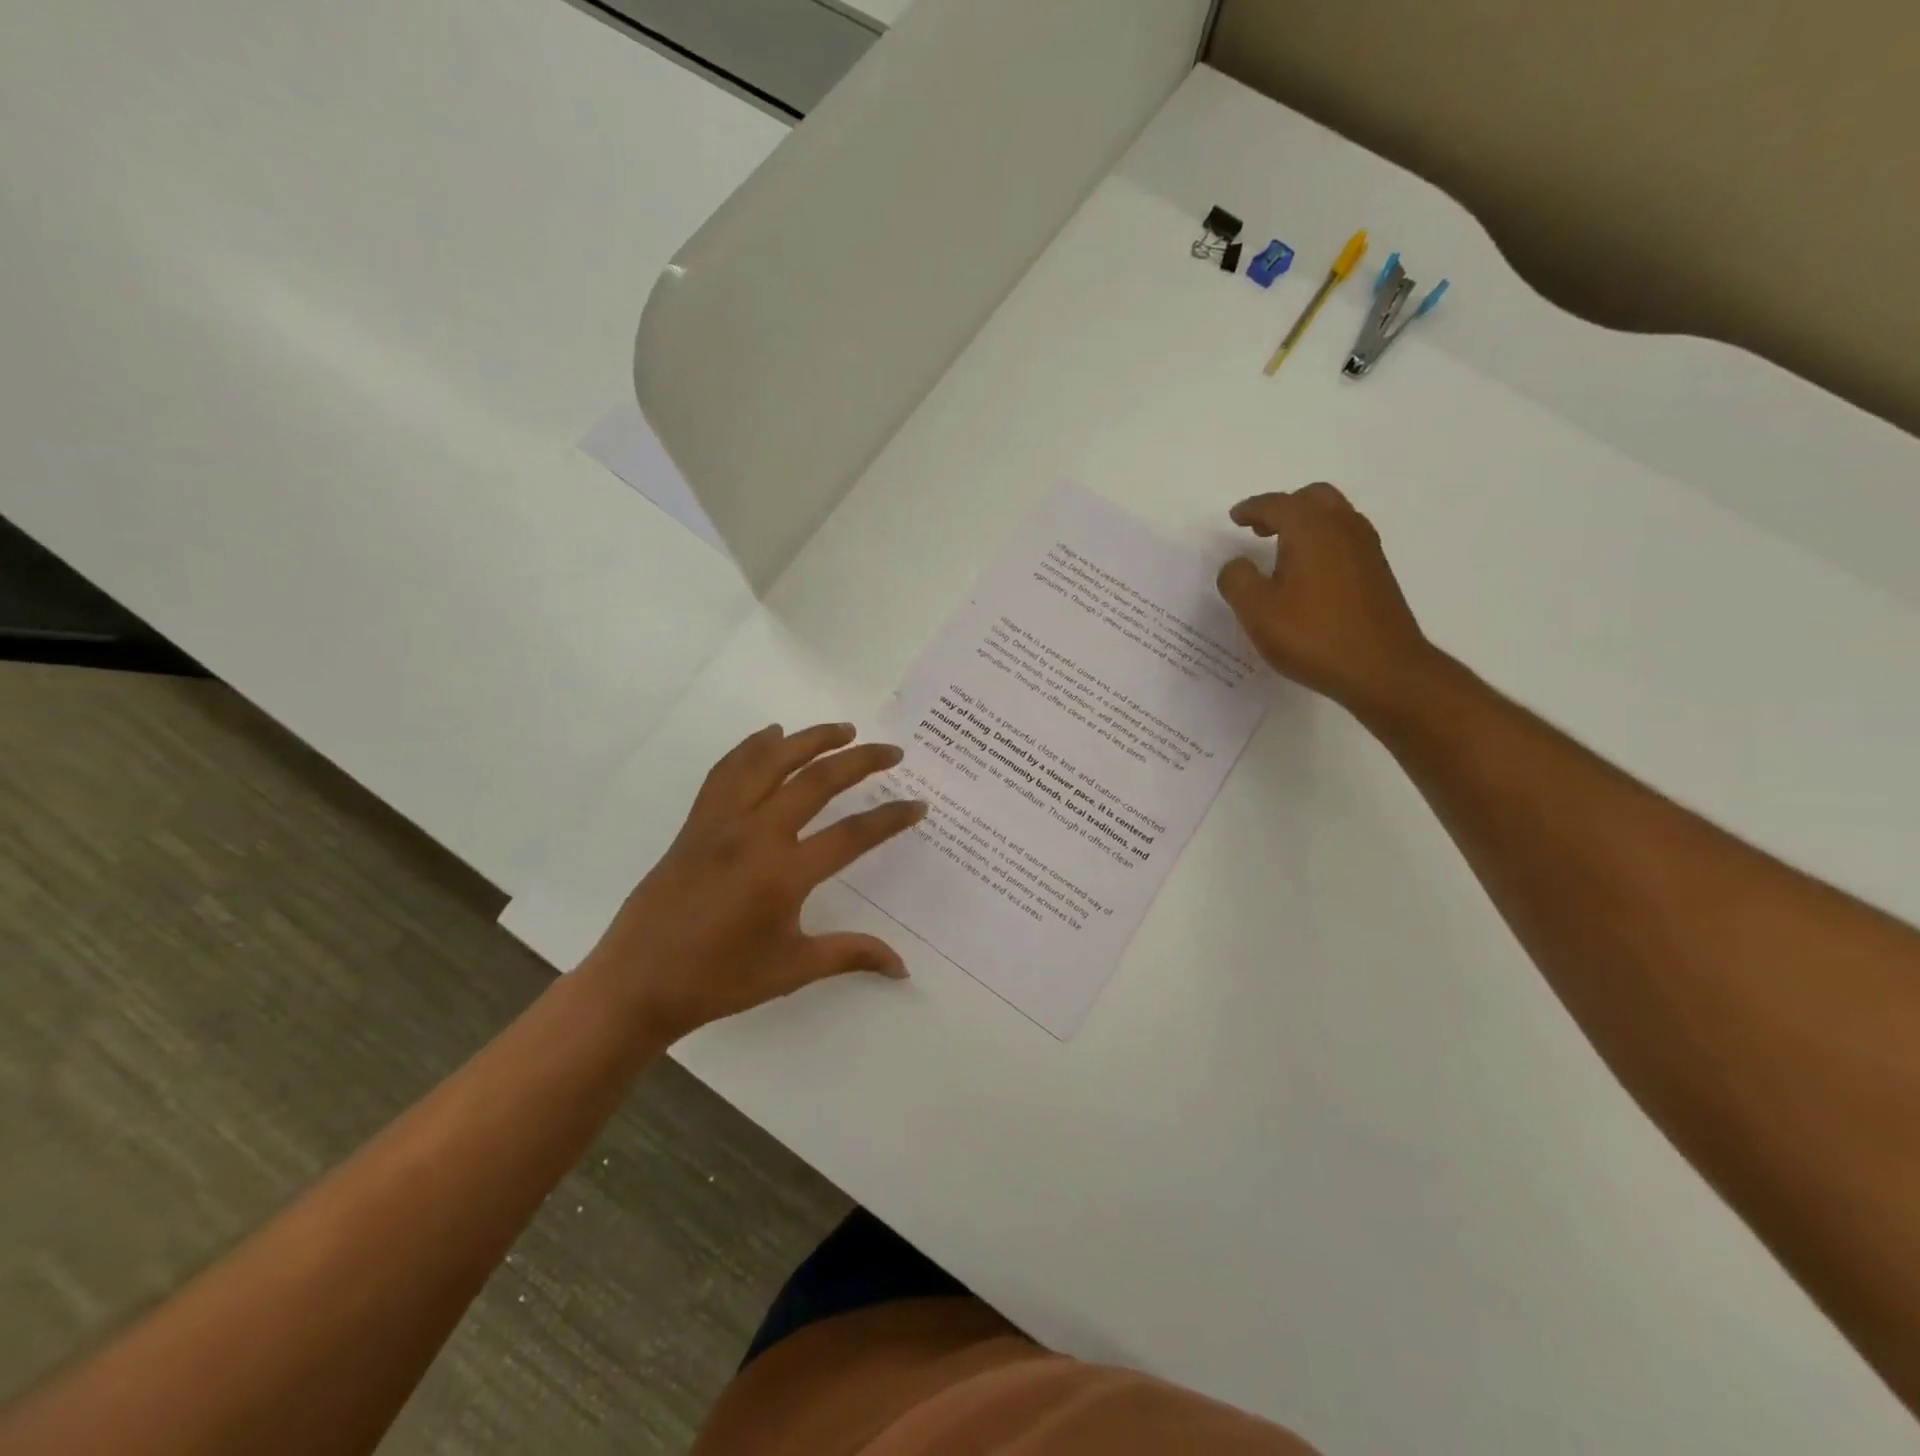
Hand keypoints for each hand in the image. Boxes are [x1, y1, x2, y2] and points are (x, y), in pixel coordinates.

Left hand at [581, 723, 926, 1042]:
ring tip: (841, 729)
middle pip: (817, 781)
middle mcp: (756, 834)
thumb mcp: (792, 970)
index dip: (890, 818)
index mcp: (784, 873)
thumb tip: (902, 967)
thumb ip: (851, 954)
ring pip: (771, 762)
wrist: (637, 982)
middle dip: (860, 761)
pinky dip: (752, 746)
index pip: (852, 834)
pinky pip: (727, 771)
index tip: (918, 804)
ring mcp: (722, 822)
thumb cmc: (719, 980)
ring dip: (809, 739)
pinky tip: (770, 736)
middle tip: (890, 752)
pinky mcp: (697, 822)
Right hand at [1216, 484, 1434, 717]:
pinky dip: (1323, 542)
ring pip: (1334, 517)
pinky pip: (1345, 540)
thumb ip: (1237, 580)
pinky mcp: (1377, 573)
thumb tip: (1237, 564)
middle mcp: (1342, 528)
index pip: (1277, 505)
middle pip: (1313, 498)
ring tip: (1282, 551)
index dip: (1252, 509)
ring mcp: (1366, 549)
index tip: (1235, 517)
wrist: (1381, 668)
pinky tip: (1309, 573)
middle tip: (1261, 529)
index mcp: (1310, 529)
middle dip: (1284, 508)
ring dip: (1306, 523)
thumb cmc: (1312, 635)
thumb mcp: (1257, 611)